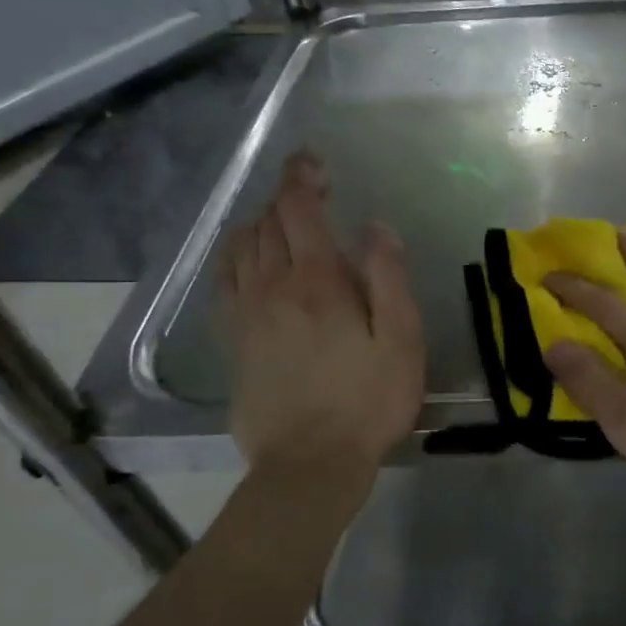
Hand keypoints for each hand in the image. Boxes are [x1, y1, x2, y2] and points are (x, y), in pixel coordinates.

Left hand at [219, 151, 423, 475]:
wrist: (309, 463)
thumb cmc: (368, 401)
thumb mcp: (401, 339)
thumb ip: (388, 277)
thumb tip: (376, 227)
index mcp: (318, 282)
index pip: (298, 210)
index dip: (302, 177)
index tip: (313, 161)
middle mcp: (273, 287)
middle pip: (267, 224)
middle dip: (286, 197)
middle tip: (312, 191)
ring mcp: (246, 314)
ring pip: (240, 248)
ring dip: (259, 223)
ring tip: (281, 219)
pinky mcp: (233, 341)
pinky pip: (224, 280)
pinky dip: (235, 256)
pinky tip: (247, 259)